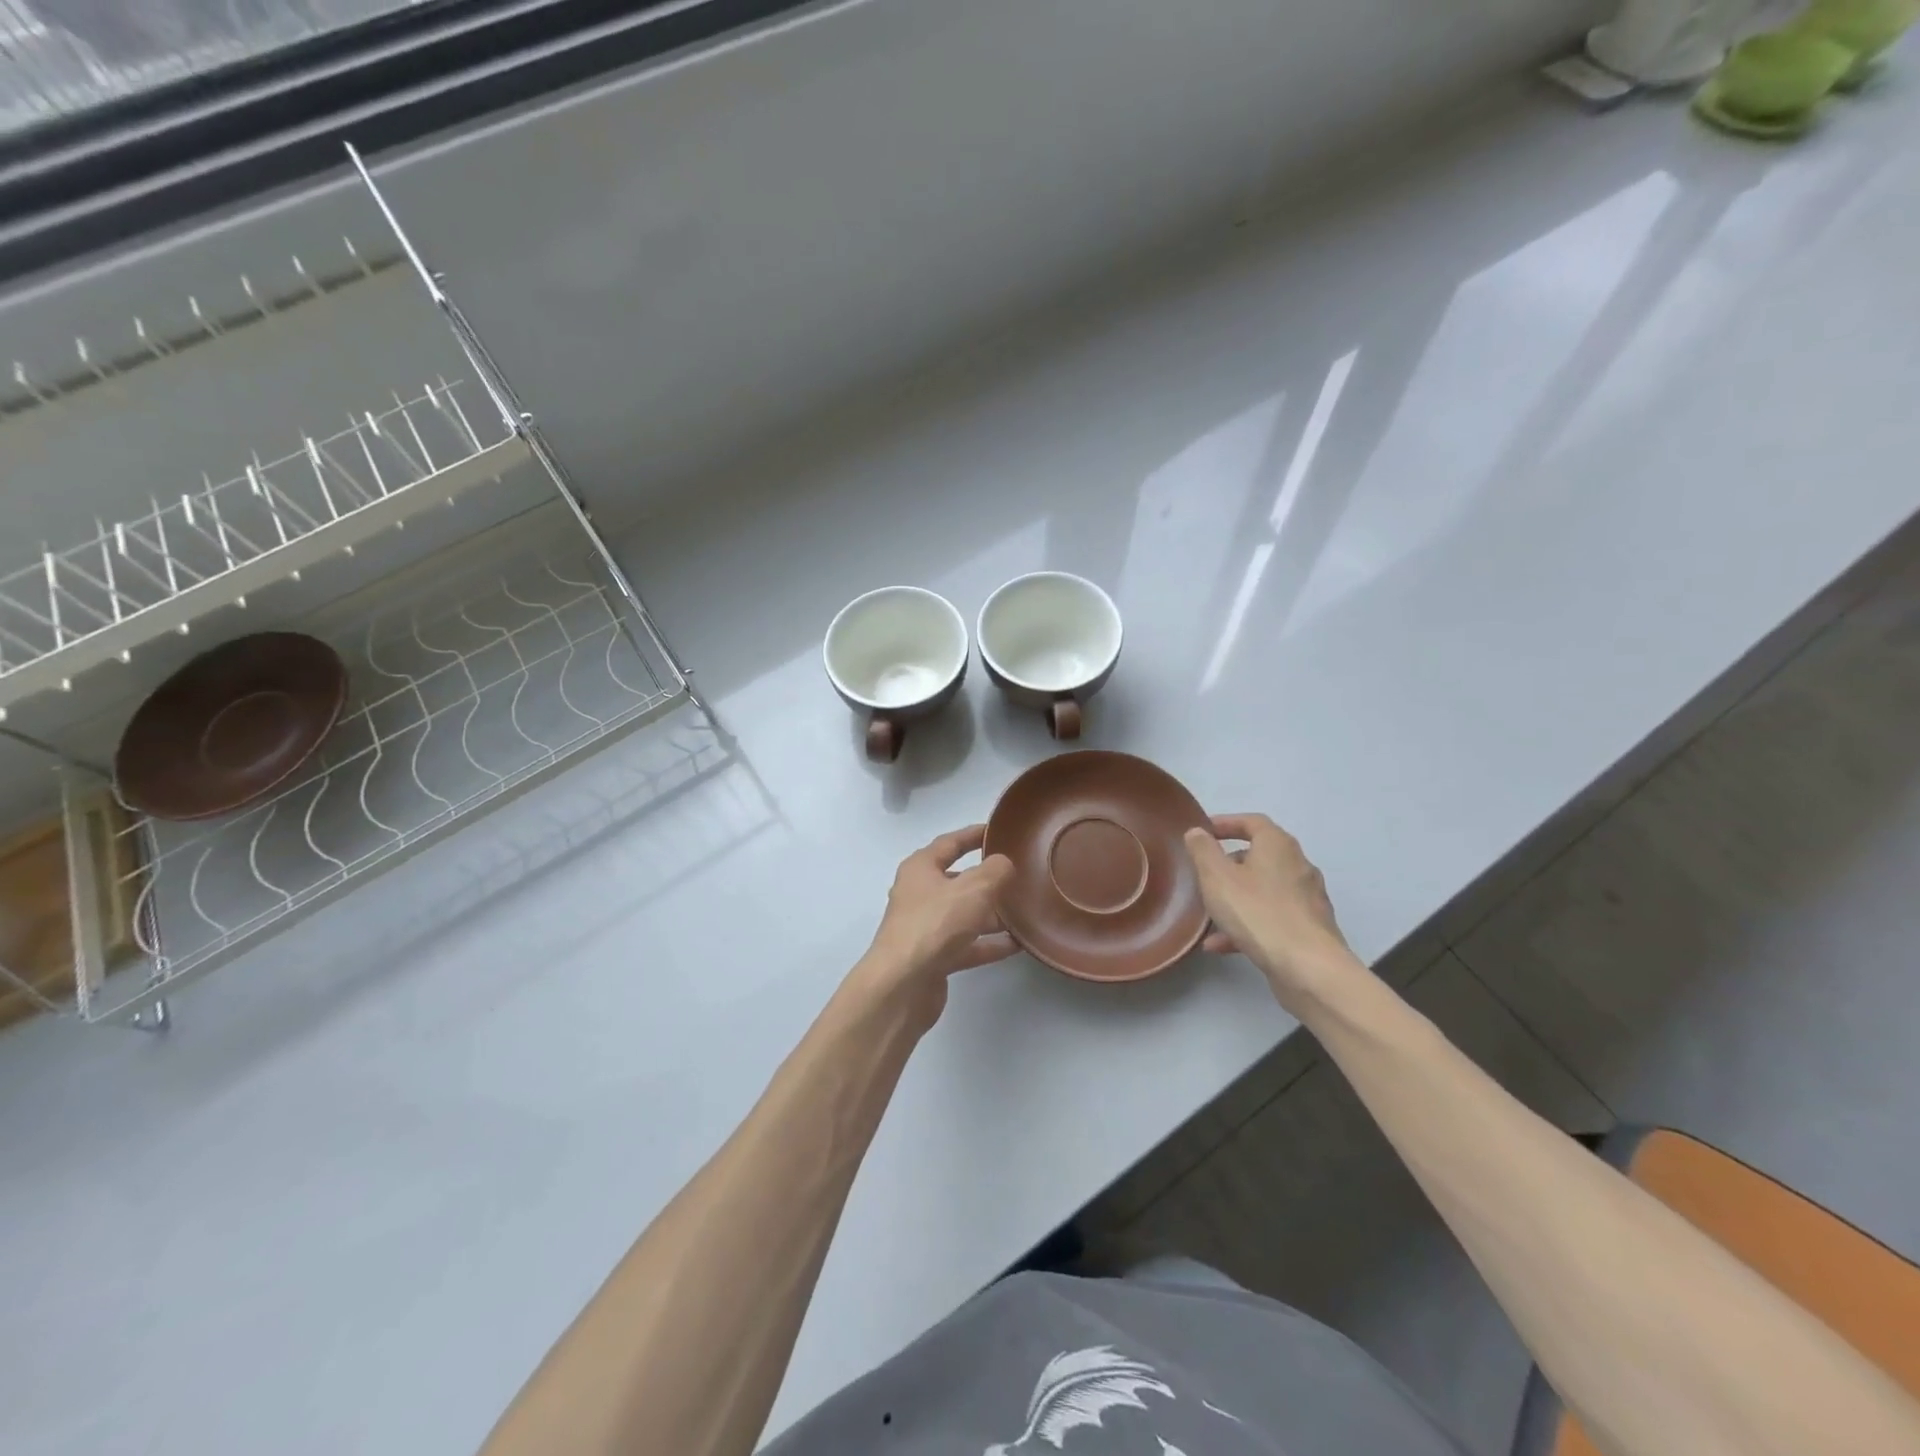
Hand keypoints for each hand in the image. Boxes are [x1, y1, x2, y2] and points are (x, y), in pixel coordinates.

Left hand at [852, 826, 1016, 1026]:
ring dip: (993, 913)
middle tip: (1020, 875)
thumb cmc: (936, 924)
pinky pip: (968, 944)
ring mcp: (926, 928)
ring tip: (1026, 910)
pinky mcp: (934, 957)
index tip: (999, 830)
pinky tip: (1017, 944)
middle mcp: (920, 894)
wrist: (903, 985)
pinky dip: (989, 943)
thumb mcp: (974, 888)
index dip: (975, 834)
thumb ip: (996, 870)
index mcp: (921, 868)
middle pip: (958, 880)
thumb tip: (1004, 865)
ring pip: (965, 914)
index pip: (950, 842)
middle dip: (988, 878)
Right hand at [1184, 814, 1360, 1013]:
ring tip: (1208, 916)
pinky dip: (1247, 925)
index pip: (1252, 822)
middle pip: (1260, 856)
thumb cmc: (1257, 912)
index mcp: (1278, 846)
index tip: (1203, 831)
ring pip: (1263, 890)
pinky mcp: (1309, 929)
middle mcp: (1298, 866)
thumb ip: (1203, 850)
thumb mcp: (1217, 877)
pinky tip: (1220, 945)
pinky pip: (1271, 918)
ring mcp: (1307, 899)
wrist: (1308, 968)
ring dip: (1235, 899)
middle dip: (1229, 864)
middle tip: (1204, 875)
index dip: (1226, 823)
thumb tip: (1197, 832)